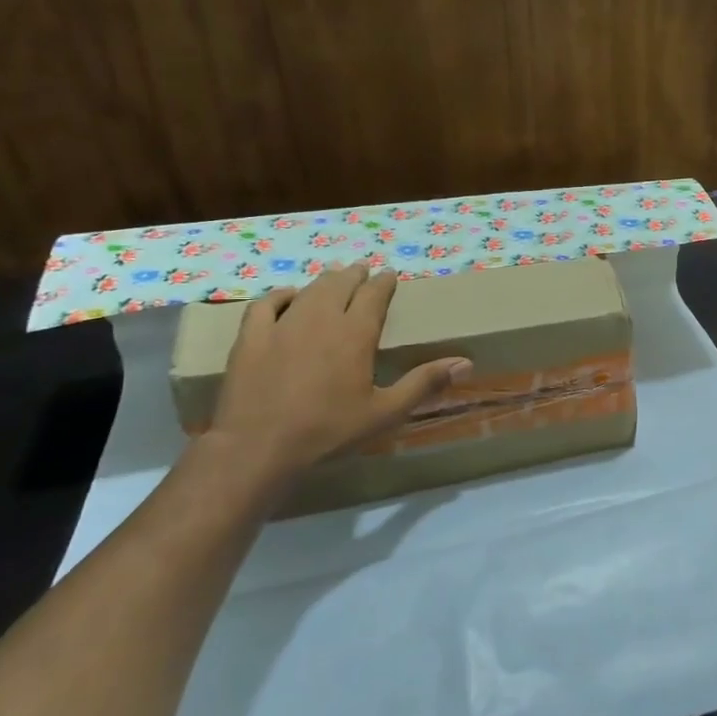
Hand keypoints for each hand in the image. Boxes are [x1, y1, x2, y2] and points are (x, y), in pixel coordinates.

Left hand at [208, 263, 471, 475]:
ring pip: (308, 291)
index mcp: (355, 334)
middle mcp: (321, 319)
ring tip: (333, 276)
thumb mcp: (385, 412)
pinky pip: (265, 304)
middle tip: (362, 269)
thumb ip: (424, 384)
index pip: (374, 296)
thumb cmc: (329, 431)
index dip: (384, 282)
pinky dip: (280, 295)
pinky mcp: (251, 338)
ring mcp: (282, 325)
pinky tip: (287, 296)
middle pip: (340, 285)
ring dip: (324, 281)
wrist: (259, 447)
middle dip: (354, 275)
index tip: (390, 274)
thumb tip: (465, 363)